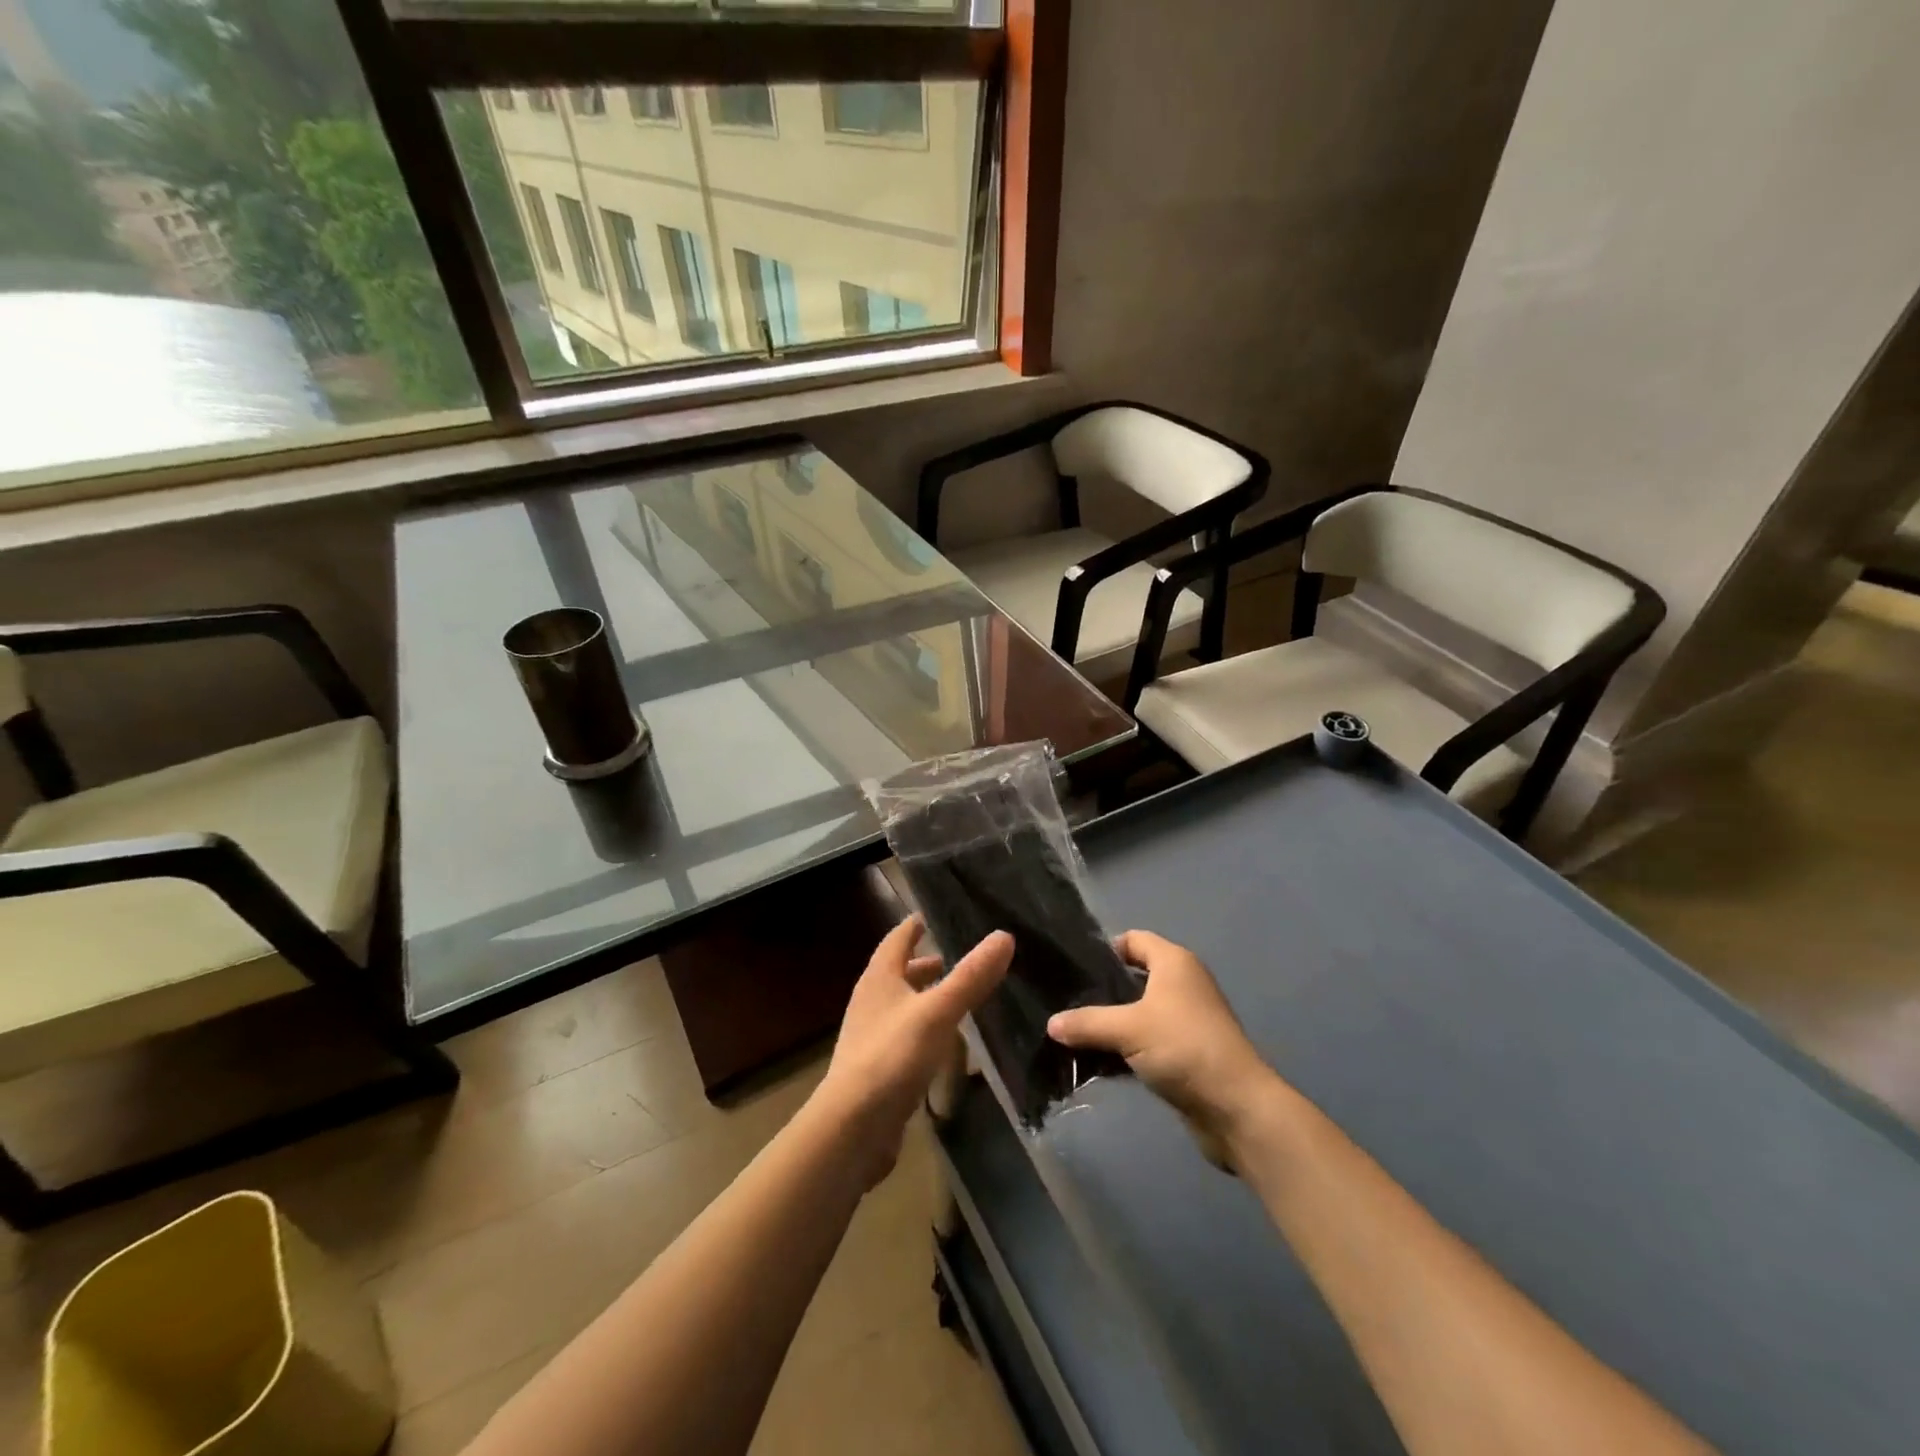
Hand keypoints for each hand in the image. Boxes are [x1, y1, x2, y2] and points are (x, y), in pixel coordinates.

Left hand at [814, 915, 1012, 1186]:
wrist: (852, 1127)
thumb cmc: (892, 1057)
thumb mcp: (938, 1012)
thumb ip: (970, 976)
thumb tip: (1004, 936)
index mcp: (879, 978)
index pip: (897, 939)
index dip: (915, 925)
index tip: (935, 914)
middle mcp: (871, 1001)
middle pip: (898, 972)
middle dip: (924, 962)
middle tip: (956, 956)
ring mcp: (872, 1036)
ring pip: (902, 1005)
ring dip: (925, 996)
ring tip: (957, 996)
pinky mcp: (878, 1068)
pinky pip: (905, 1036)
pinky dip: (925, 1028)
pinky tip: (946, 1041)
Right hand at [1047, 931, 1285, 1165]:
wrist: (1236, 1106)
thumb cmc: (1183, 1047)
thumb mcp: (1128, 1029)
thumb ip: (1087, 1023)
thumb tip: (1051, 1023)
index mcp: (1174, 962)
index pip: (1133, 939)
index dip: (1104, 949)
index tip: (1073, 968)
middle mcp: (1183, 983)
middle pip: (1135, 976)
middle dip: (1103, 989)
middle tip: (1067, 1001)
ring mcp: (1187, 1019)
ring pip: (1140, 1011)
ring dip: (1113, 1022)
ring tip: (1076, 1032)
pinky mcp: (1187, 1052)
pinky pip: (1148, 1039)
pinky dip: (1127, 1046)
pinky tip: (1099, 1060)